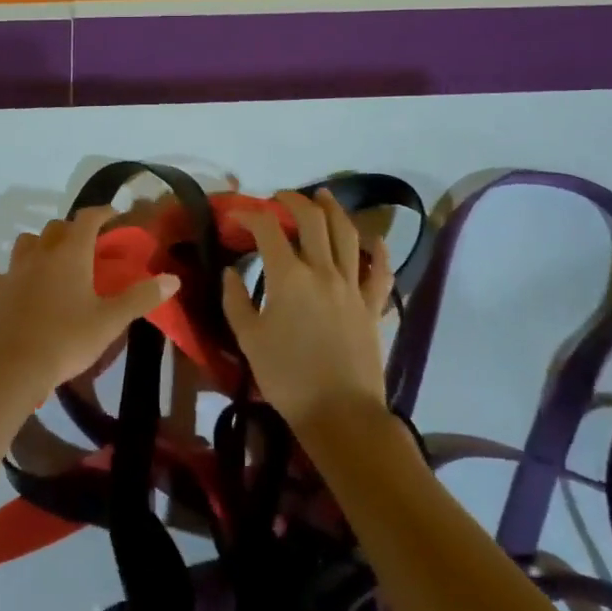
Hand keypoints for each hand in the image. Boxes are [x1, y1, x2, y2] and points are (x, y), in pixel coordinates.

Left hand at [0, 207, 178, 402]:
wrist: (12, 367)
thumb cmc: (66, 339)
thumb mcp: (110, 321)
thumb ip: (141, 297)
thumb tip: (173, 278)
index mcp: (70, 253)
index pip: (87, 218)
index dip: (102, 213)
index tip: (114, 216)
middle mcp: (40, 253)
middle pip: (56, 227)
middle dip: (72, 229)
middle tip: (86, 245)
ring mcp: (13, 271)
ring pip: (26, 243)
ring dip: (40, 245)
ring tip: (51, 262)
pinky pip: (2, 275)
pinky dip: (12, 277)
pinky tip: (18, 290)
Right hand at [222, 190, 394, 430]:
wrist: (340, 414)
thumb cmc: (287, 378)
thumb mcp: (248, 340)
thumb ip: (235, 300)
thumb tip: (230, 273)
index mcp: (289, 277)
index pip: (268, 229)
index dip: (249, 215)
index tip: (235, 216)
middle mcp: (323, 270)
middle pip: (312, 220)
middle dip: (294, 201)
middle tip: (280, 197)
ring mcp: (353, 286)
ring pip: (348, 234)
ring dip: (334, 210)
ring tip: (324, 196)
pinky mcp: (373, 306)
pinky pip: (381, 272)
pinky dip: (380, 252)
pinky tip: (377, 240)